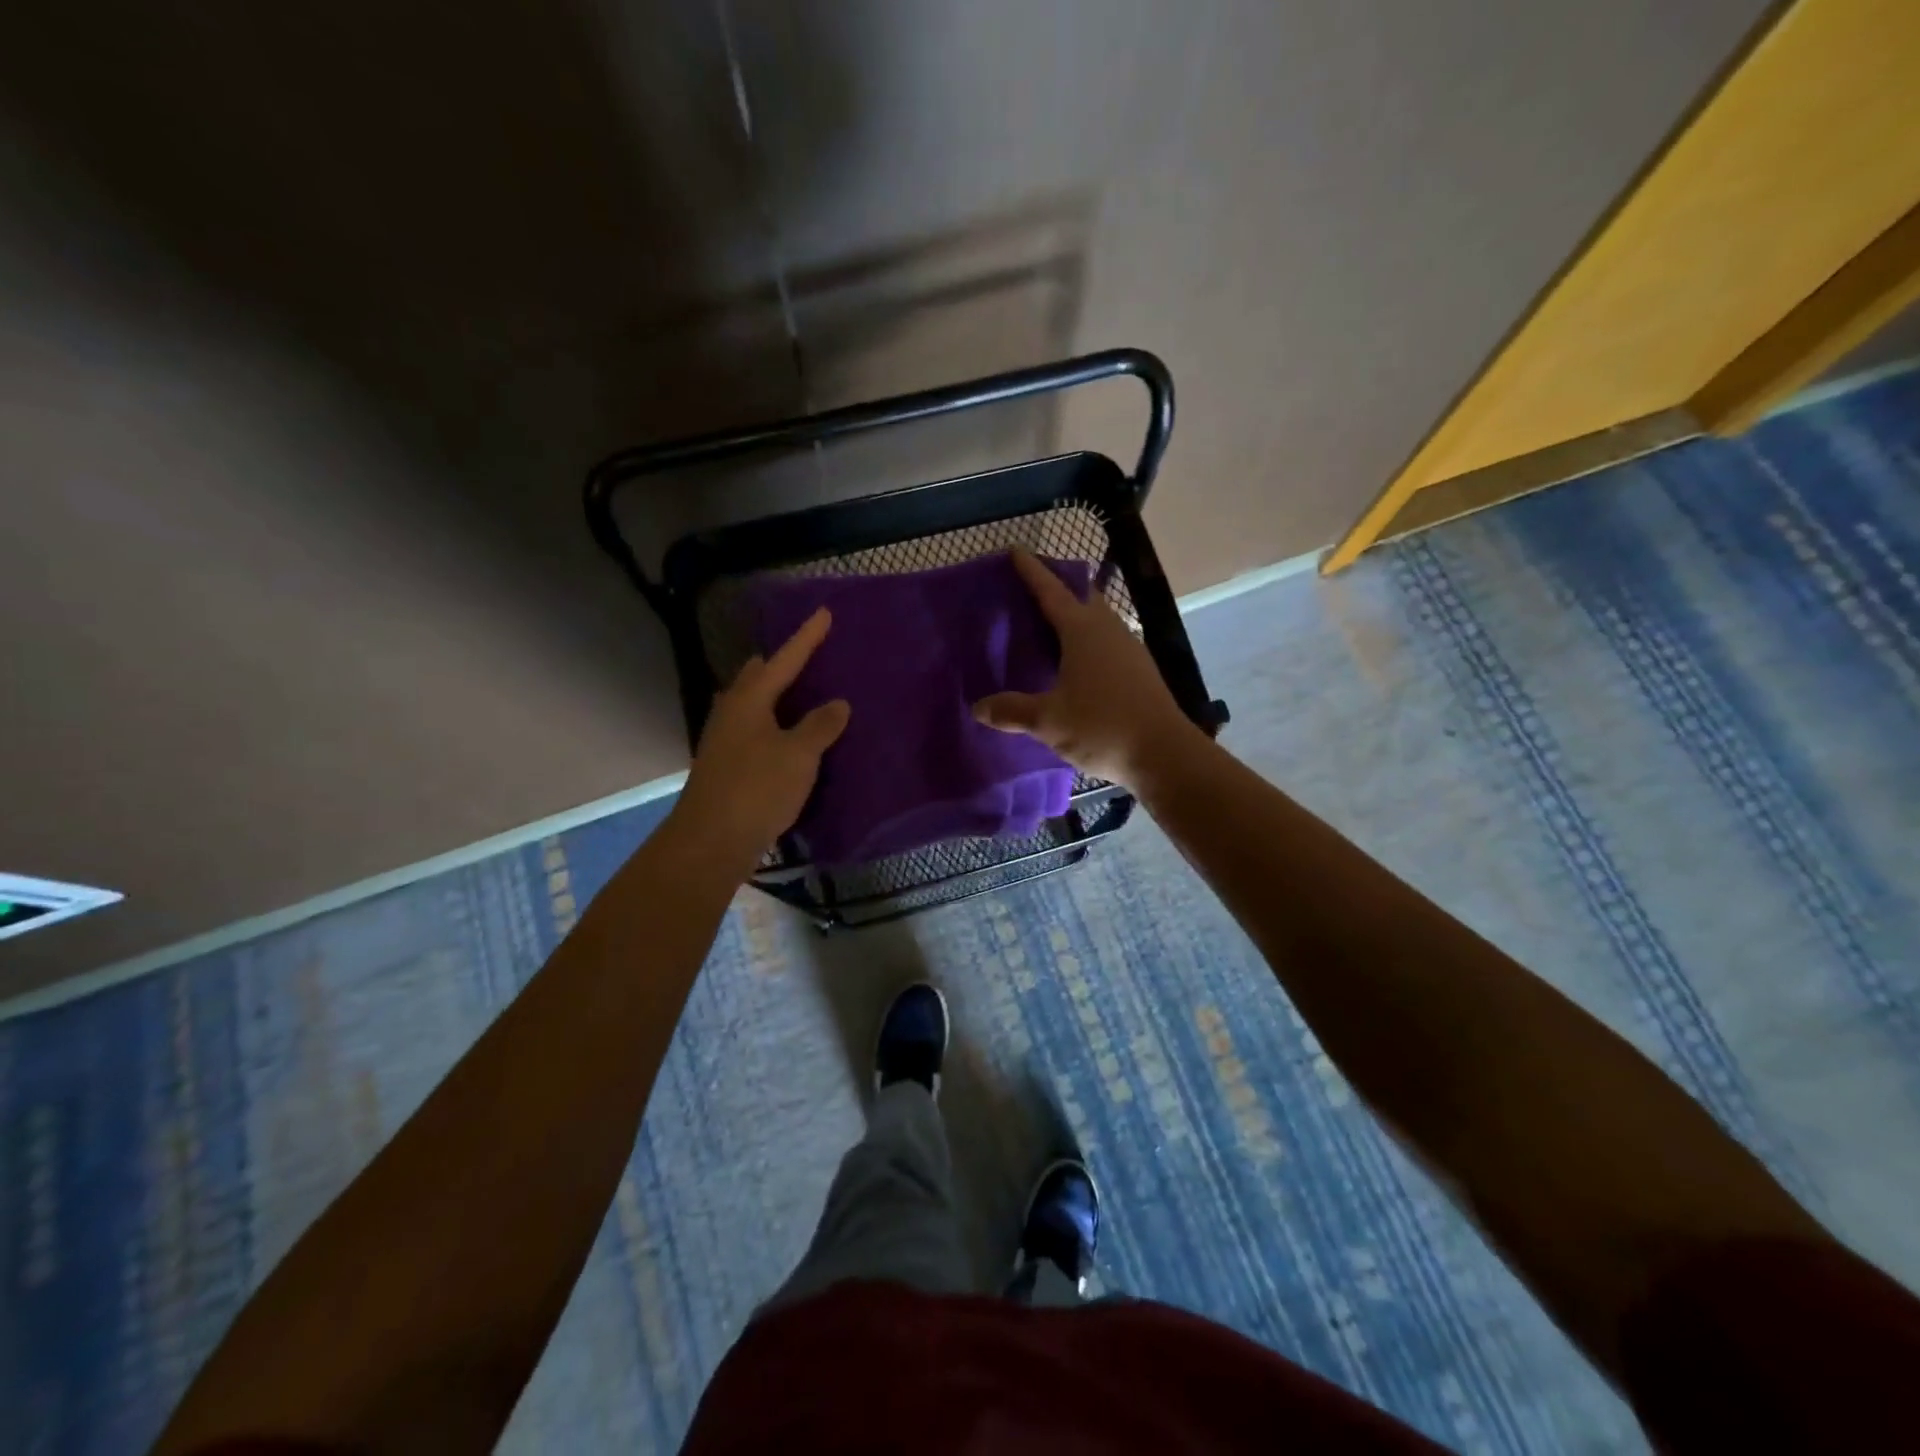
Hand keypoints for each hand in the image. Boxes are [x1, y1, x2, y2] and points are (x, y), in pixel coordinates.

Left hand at [674, 607, 849, 872]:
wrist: (712, 840)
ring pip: (751, 705)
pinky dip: (772, 724)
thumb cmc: (757, 788)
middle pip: (757, 678)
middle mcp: (732, 713)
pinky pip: (753, 731)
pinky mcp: (726, 766)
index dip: (806, 637)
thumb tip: (837, 704)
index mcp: (749, 701)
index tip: (824, 613)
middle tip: (807, 657)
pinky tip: (786, 738)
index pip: (784, 660)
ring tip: (799, 694)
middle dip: (781, 664)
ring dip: (773, 696)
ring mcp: (724, 741)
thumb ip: (820, 726)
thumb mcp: (799, 755)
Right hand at [974, 548, 1201, 787]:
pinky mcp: (1139, 671)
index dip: (1032, 572)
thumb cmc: (1103, 726)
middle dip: (1056, 588)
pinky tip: (1074, 662)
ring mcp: (1129, 649)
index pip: (1051, 591)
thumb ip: (1012, 711)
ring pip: (1097, 620)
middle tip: (1029, 591)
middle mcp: (1108, 630)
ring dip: (1074, 615)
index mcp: (1083, 631)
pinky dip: (1086, 640)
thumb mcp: (1048, 720)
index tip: (1015, 551)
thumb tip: (979, 707)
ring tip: (1047, 626)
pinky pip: (1106, 642)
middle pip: (1080, 597)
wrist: (1165, 755)